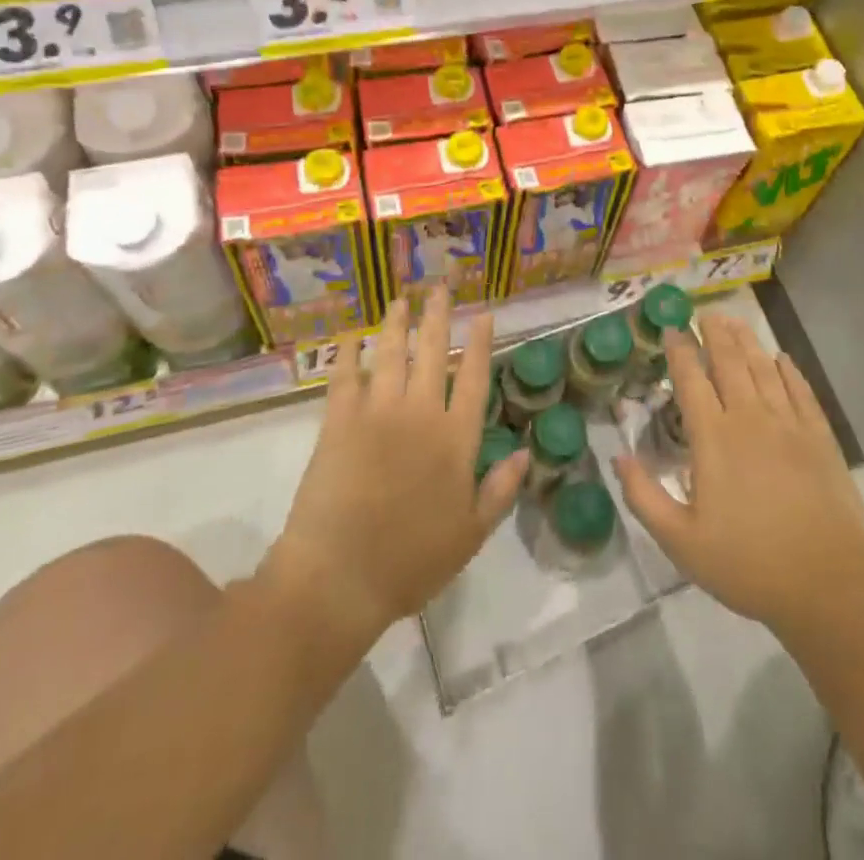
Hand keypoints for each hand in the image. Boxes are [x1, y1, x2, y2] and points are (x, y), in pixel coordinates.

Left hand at [262, 287, 528, 647]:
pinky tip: (350, 336)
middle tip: (440, 287)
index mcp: (455, 438)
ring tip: (400, 299)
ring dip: (396, 324)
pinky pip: (344, 376)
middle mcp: (420, 413)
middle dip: (438, 316)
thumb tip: (525, 452)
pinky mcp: (338, 420)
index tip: (483, 313)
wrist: (340, 576)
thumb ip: (500, 489)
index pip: (473, 377)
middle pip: (432, 352)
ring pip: (391, 354)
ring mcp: (377, 412)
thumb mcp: (471, 534)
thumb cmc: (411, 561)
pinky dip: (347, 353)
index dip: (479, 343)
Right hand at [615, 313, 863, 638]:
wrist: (828, 585)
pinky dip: (790, 371)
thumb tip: (617, 456)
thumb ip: (643, 496)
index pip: (691, 380)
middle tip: (706, 312)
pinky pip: (802, 392)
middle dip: (715, 333)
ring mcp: (789, 425)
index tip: (671, 328)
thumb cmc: (747, 564)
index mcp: (713, 437)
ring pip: (764, 369)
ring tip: (736, 321)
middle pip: (730, 362)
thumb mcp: (680, 541)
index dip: (679, 350)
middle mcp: (750, 418)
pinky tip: (783, 359)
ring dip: (748, 341)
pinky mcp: (820, 438)